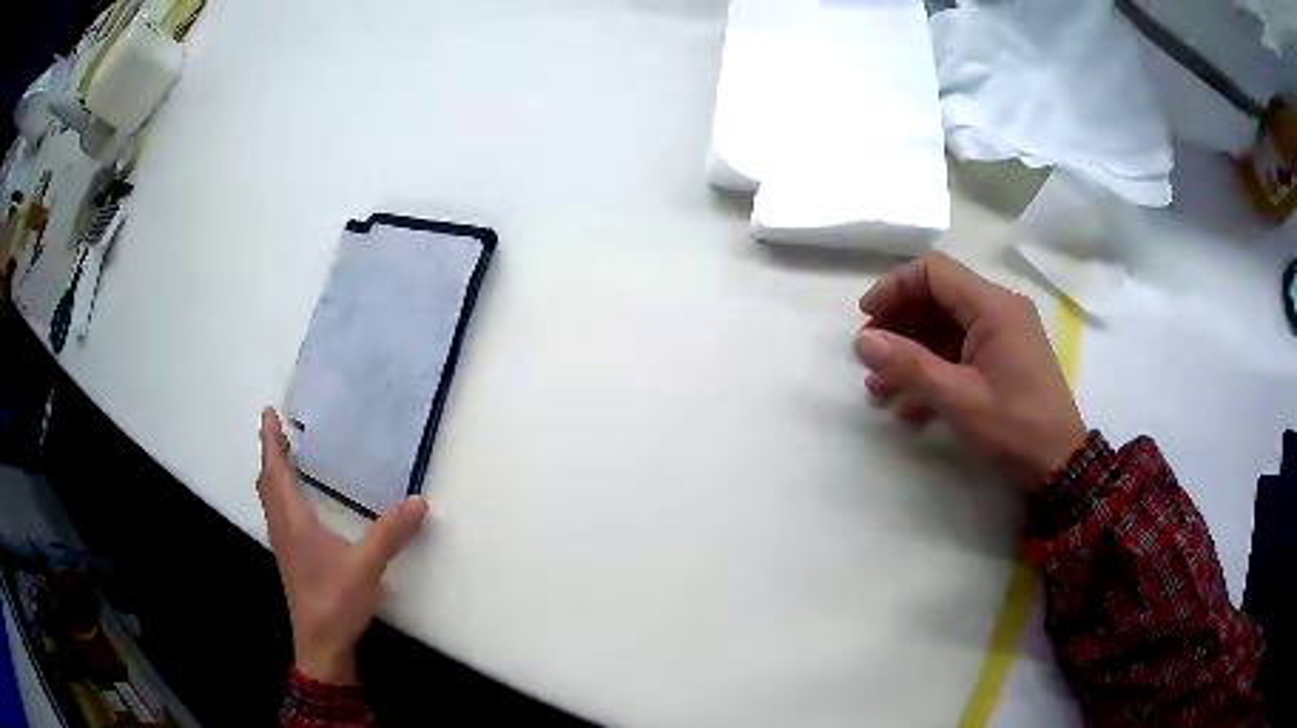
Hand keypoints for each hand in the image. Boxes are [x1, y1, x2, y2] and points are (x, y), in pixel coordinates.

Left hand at [257, 408, 427, 683]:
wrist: (321, 643)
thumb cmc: (336, 600)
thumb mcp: (367, 566)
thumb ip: (391, 533)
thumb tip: (419, 501)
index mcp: (294, 519)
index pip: (276, 471)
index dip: (271, 441)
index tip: (269, 413)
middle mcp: (283, 526)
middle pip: (268, 482)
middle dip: (271, 453)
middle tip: (281, 431)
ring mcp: (284, 544)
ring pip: (270, 498)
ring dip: (274, 474)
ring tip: (287, 458)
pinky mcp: (291, 558)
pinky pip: (278, 513)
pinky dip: (281, 494)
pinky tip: (299, 504)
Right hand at [853, 252, 1086, 488]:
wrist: (1059, 463)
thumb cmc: (1013, 426)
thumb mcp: (958, 398)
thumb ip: (909, 365)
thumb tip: (862, 341)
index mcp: (993, 306)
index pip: (934, 271)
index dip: (894, 287)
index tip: (865, 319)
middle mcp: (999, 309)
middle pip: (938, 298)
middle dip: (900, 326)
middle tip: (871, 358)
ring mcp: (1004, 334)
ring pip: (946, 327)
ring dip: (912, 353)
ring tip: (882, 390)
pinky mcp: (1005, 358)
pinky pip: (962, 351)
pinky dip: (935, 370)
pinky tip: (912, 408)